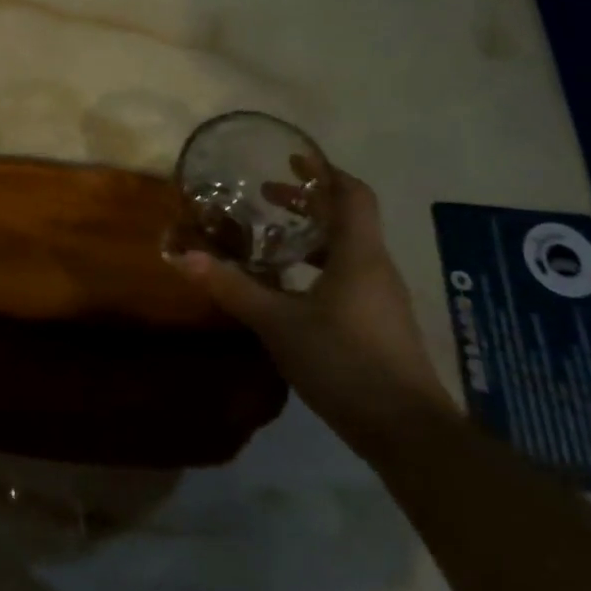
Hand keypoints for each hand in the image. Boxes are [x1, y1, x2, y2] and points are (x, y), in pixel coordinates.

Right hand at [171, 169, 456, 454]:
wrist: (407, 432)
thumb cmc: (345, 361)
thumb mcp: (279, 322)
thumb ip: (233, 287)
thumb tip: (183, 256)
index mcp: (359, 254)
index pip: (352, 194)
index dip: (324, 171)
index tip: (292, 158)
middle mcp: (375, 268)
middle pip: (347, 219)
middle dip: (308, 203)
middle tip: (267, 196)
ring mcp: (381, 299)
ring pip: (347, 251)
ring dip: (312, 237)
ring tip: (272, 240)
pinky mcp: (379, 326)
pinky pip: (348, 278)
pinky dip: (318, 268)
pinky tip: (290, 290)